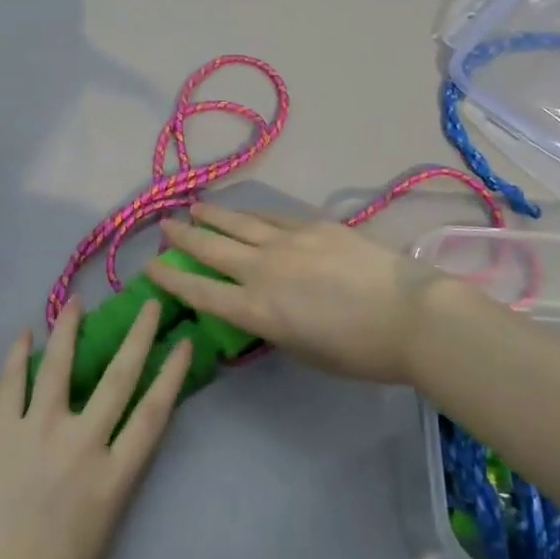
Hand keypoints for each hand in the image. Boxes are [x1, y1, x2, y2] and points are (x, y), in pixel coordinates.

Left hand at [0, 299, 192, 558]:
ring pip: (60, 368)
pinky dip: (17, 357)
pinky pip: (11, 385)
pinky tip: (24, 334)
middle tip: (149, 304)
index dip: (172, 375)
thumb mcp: (102, 534)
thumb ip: (113, 482)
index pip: (152, 414)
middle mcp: (81, 444)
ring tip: (77, 301)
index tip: (184, 342)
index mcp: (112, 479)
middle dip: (138, 337)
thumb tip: (116, 443)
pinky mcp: (0, 433)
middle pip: (118, 379)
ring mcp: (38, 433)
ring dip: (70, 331)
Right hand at [148, 204, 443, 384]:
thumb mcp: (303, 350)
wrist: (409, 314)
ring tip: (193, 207)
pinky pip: (271, 216)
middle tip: (164, 226)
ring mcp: (287, 241)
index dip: (171, 278)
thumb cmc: (359, 351)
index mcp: (258, 310)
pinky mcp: (312, 225)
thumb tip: (260, 306)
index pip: (201, 291)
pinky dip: (250, 213)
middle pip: (212, 249)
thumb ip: (274, 325)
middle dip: (184, 237)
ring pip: (238, 224)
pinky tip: (241, 209)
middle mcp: (263, 270)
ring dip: (212, 216)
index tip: (150, 266)